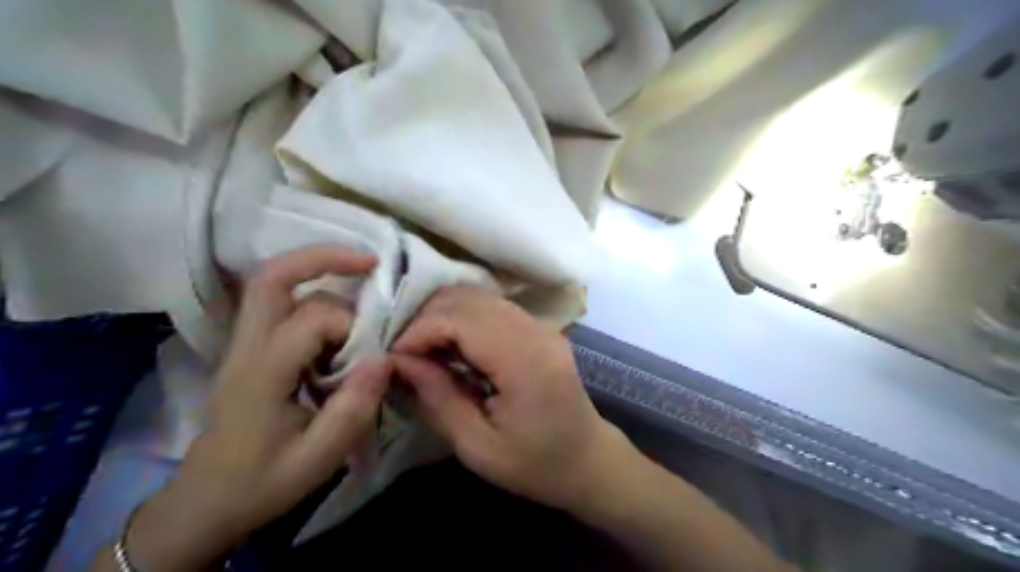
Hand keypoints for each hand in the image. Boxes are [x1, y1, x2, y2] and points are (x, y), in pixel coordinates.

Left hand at [111, 245, 389, 570]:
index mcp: (261, 372)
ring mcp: (244, 345)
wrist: (206, 502)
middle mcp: (247, 346)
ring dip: (321, 279)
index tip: (374, 354)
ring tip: (361, 294)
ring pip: (275, 285)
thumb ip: (354, 408)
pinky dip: (311, 291)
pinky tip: (339, 316)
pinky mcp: (251, 349)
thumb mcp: (318, 458)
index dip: (353, 327)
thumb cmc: (263, 481)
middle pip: (272, 278)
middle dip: (323, 258)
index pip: (311, 320)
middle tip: (371, 262)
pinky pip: (278, 303)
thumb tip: (386, 358)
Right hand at [393, 289, 629, 510]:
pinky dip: (462, 319)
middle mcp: (536, 330)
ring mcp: (540, 324)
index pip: (461, 319)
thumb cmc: (536, 465)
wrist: (589, 459)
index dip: (420, 331)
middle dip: (426, 319)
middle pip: (468, 298)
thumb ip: (438, 399)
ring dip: (443, 316)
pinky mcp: (538, 326)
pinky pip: (491, 307)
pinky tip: (451, 347)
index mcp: (526, 361)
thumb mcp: (477, 447)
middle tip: (405, 355)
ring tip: (424, 351)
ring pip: (478, 296)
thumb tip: (399, 361)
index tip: (394, 359)